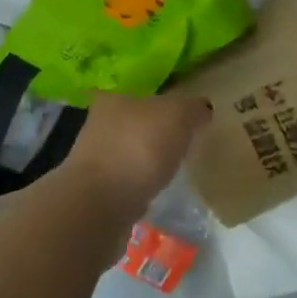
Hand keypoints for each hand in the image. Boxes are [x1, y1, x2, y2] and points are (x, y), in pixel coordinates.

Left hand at [58, 91, 211, 219]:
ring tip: (172, 166)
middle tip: (181, 139)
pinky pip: (126, 181)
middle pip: (132, 122)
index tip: (176, 111)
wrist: (100, 206)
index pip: (137, 91)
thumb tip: (202, 109)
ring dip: (145, 158)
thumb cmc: (138, 147)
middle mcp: (98, 125)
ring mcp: (94, 161)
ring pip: (127, 152)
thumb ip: (193, 108)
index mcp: (113, 99)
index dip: (157, 99)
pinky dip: (140, 184)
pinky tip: (156, 190)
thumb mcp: (178, 116)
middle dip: (153, 130)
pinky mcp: (97, 193)